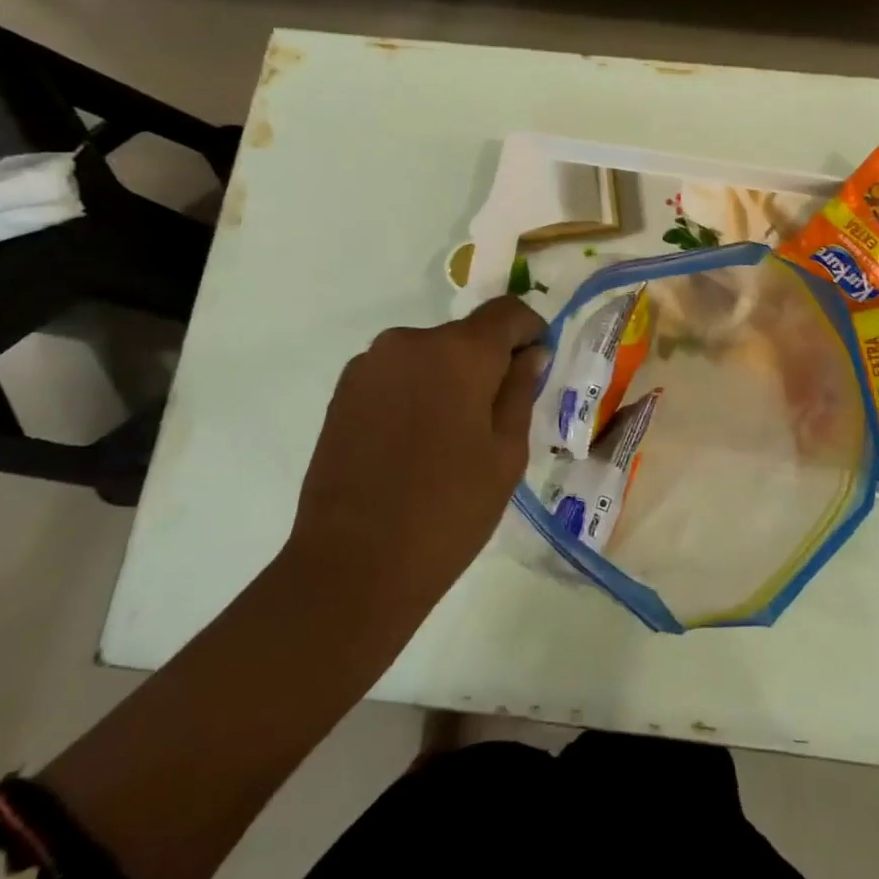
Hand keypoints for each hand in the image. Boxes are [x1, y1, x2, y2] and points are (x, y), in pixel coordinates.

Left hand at [285, 295, 548, 623]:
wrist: (352, 566)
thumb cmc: (448, 510)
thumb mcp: (506, 453)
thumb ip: (520, 391)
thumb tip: (530, 354)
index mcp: (460, 351)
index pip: (507, 311)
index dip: (529, 330)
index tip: (535, 364)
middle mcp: (411, 341)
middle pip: (465, 335)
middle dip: (486, 362)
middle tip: (493, 417)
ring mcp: (370, 364)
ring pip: (428, 355)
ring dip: (447, 378)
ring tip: (447, 437)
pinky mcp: (342, 391)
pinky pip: (396, 374)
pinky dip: (414, 392)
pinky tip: (412, 443)